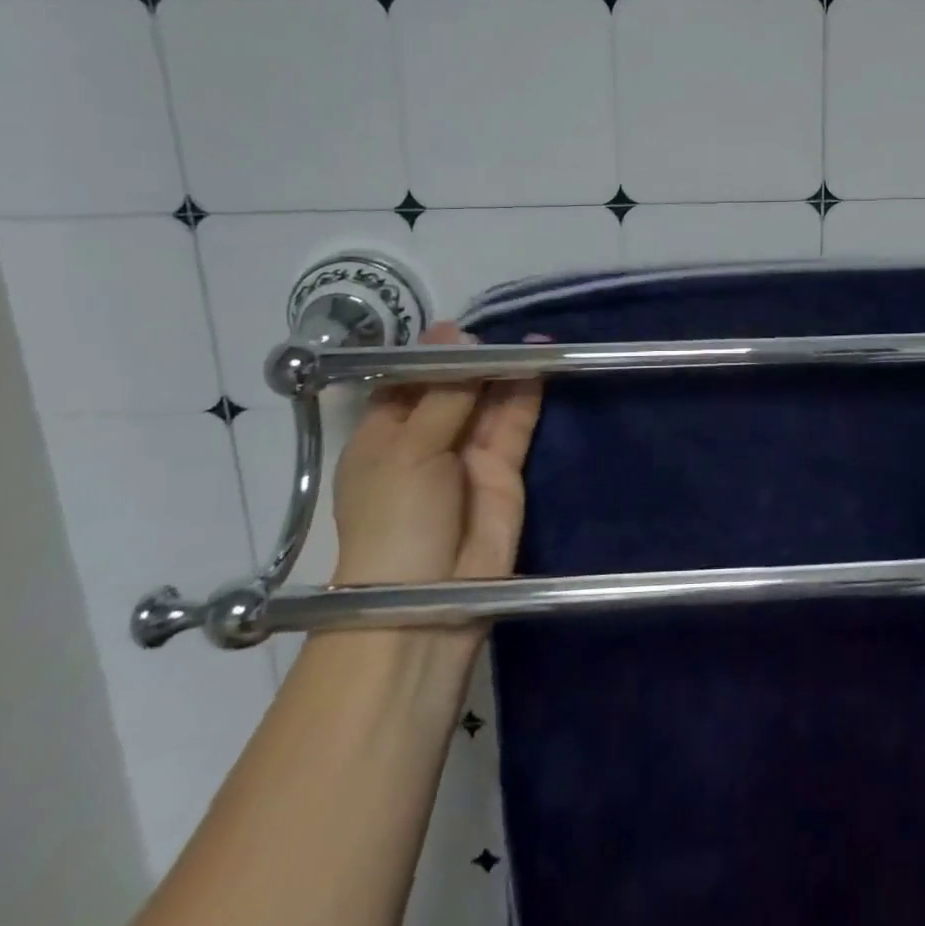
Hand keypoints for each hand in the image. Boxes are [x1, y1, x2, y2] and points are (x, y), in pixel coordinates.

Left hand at [329, 322, 543, 587]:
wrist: (431, 597)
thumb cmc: (396, 518)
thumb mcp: (408, 448)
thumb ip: (443, 392)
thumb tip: (457, 333)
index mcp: (383, 435)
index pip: (408, 381)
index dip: (433, 354)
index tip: (462, 328)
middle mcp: (426, 440)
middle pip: (454, 387)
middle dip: (476, 359)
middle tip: (502, 329)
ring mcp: (467, 455)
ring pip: (489, 402)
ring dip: (507, 372)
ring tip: (530, 340)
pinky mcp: (505, 470)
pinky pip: (516, 424)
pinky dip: (528, 395)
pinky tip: (541, 364)